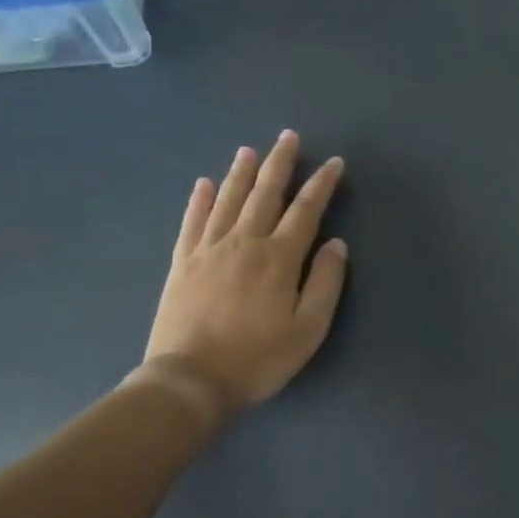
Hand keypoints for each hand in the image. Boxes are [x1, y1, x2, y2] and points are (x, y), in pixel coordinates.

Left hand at [139, 130, 348, 417]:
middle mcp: (244, 243)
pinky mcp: (183, 263)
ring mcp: (209, 250)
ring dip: (241, 173)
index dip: (322, 185)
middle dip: (280, 164)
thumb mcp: (308, 329)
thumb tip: (335, 244)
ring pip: (228, 200)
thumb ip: (325, 283)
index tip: (334, 163)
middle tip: (288, 137)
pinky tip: (203, 184)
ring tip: (250, 151)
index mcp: (278, 258)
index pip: (306, 211)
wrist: (190, 380)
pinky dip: (199, 200)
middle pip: (265, 194)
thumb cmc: (258, 358)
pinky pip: (192, 222)